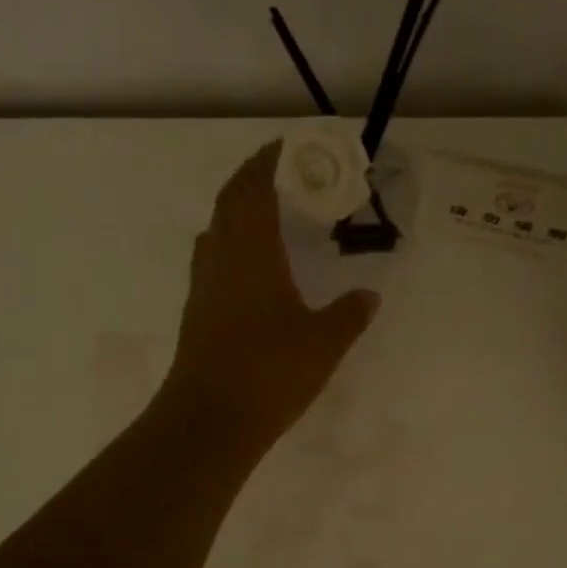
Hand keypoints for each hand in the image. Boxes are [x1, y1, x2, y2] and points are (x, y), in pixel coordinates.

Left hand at [161, 140, 379, 450]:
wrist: (211, 420)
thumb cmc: (270, 370)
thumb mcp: (324, 341)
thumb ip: (349, 314)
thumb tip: (369, 295)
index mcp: (250, 251)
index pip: (254, 188)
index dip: (269, 161)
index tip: (292, 147)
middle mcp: (220, 259)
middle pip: (230, 203)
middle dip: (254, 181)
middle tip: (287, 178)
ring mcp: (203, 287)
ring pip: (217, 233)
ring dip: (239, 214)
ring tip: (272, 218)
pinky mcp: (198, 314)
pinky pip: (214, 263)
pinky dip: (234, 249)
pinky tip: (256, 272)